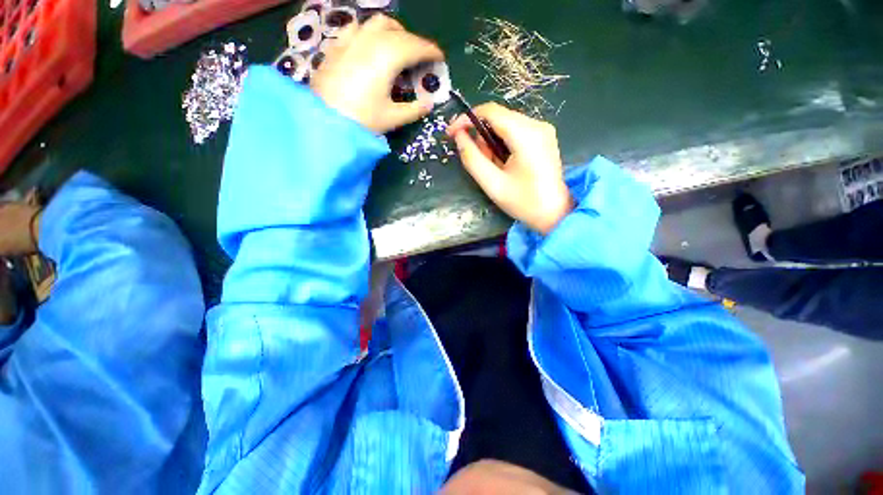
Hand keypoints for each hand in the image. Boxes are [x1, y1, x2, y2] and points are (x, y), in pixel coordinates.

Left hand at [310, 15, 443, 133]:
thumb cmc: (362, 119)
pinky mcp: (338, 45)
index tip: (440, 58)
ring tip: (400, 48)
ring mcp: (352, 39)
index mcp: (389, 56)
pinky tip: (371, 46)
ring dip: (395, 32)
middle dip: (416, 43)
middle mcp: (372, 40)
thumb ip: (414, 110)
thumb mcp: (393, 118)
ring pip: (379, 23)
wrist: (324, 120)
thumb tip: (428, 104)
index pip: (417, 46)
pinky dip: (372, 34)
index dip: (431, 51)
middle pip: (401, 33)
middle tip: (423, 59)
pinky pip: (359, 28)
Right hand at [447, 103, 573, 234]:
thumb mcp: (492, 184)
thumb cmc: (523, 202)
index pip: (490, 111)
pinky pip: (515, 131)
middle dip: (481, 136)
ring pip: (505, 124)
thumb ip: (472, 158)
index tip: (451, 134)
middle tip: (478, 161)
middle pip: (498, 117)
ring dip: (491, 142)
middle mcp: (537, 125)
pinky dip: (502, 144)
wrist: (554, 213)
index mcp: (526, 135)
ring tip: (493, 167)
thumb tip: (459, 136)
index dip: (467, 119)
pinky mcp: (543, 137)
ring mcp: (543, 129)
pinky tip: (503, 163)